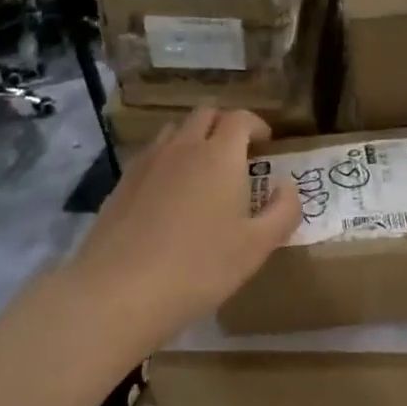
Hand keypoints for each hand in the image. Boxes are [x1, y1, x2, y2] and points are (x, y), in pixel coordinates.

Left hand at [69, 106, 300, 339]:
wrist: (118, 291)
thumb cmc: (199, 267)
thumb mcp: (257, 247)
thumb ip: (283, 212)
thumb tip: (287, 188)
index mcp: (219, 156)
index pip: (240, 118)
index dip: (257, 125)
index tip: (266, 144)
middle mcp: (183, 147)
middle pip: (205, 114)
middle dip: (225, 126)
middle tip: (237, 155)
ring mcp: (147, 162)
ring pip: (175, 131)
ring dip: (194, 139)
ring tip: (203, 172)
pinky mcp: (122, 183)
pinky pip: (151, 155)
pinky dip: (167, 161)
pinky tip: (169, 195)